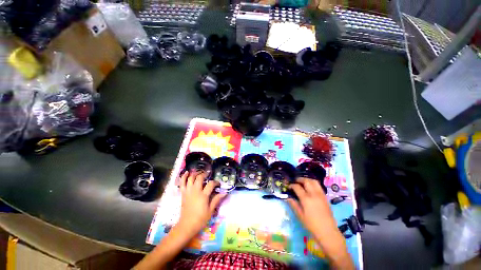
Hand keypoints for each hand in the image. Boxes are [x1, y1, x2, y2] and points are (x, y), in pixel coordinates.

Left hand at [177, 172, 225, 235]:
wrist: (186, 226)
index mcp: (203, 195)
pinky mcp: (183, 193)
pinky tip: (187, 172)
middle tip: (208, 175)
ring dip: (195, 173)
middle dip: (205, 174)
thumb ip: (216, 200)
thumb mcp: (210, 210)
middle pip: (200, 178)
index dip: (216, 182)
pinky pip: (182, 183)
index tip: (218, 184)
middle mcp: (195, 191)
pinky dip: (184, 176)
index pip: (211, 184)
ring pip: (191, 178)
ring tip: (199, 172)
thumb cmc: (200, 219)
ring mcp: (188, 191)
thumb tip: (224, 193)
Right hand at [287, 177, 353, 269]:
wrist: (328, 231)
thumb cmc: (312, 225)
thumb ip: (293, 204)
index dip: (292, 185)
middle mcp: (314, 194)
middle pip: (306, 181)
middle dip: (299, 179)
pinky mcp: (325, 197)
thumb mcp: (300, 215)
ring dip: (307, 180)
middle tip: (295, 181)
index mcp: (306, 199)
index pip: (297, 187)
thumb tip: (287, 197)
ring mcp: (321, 195)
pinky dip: (313, 184)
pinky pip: (319, 186)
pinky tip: (310, 187)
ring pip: (314, 181)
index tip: (289, 186)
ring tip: (303, 182)